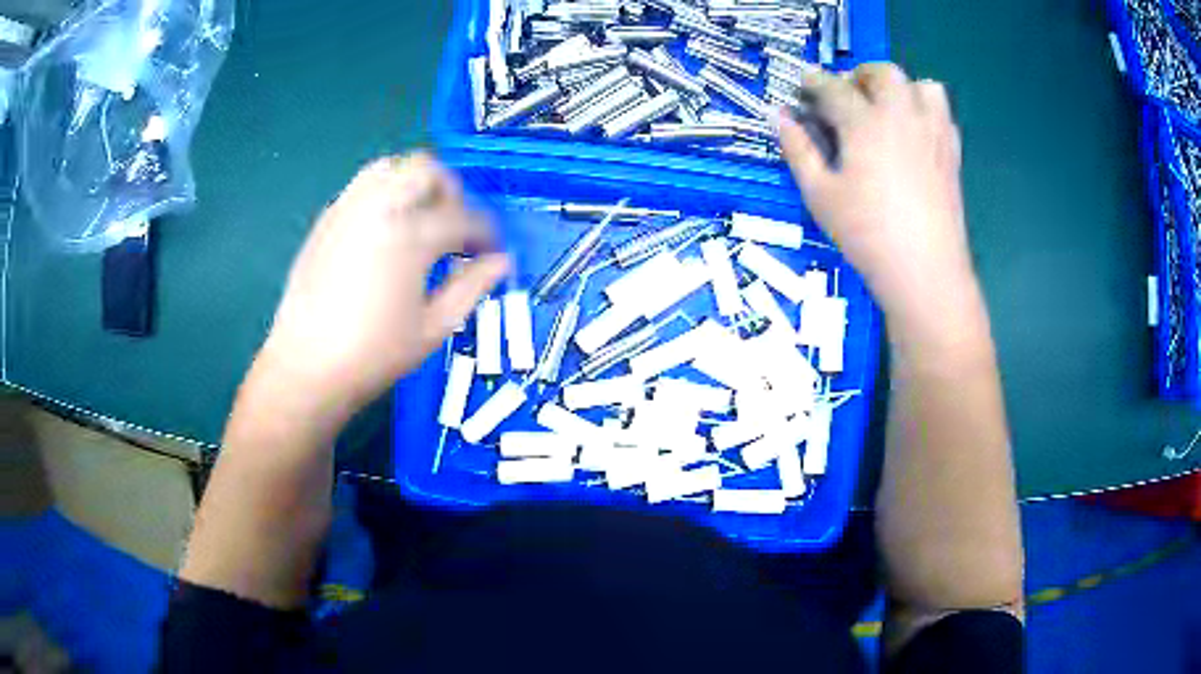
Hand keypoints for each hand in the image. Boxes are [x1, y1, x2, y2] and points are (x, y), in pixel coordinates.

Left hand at [257, 153, 508, 419]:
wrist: (307, 367)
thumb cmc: (374, 354)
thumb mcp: (434, 327)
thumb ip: (472, 287)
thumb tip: (502, 262)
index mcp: (412, 236)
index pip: (465, 218)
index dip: (487, 234)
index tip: (492, 253)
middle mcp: (381, 207)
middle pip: (428, 170)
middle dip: (452, 193)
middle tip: (456, 228)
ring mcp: (349, 208)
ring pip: (391, 166)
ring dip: (415, 184)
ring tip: (421, 221)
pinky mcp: (327, 219)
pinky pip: (363, 186)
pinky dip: (385, 194)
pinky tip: (386, 232)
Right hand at [778, 64, 980, 335]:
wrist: (925, 270)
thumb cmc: (866, 234)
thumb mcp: (819, 193)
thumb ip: (797, 149)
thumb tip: (778, 116)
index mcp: (866, 122)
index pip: (834, 87)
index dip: (814, 81)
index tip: (803, 84)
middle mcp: (903, 115)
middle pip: (884, 73)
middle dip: (860, 75)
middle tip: (847, 96)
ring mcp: (933, 132)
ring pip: (922, 85)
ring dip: (901, 88)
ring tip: (887, 110)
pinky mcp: (952, 153)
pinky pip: (942, 114)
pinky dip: (925, 111)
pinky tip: (913, 135)